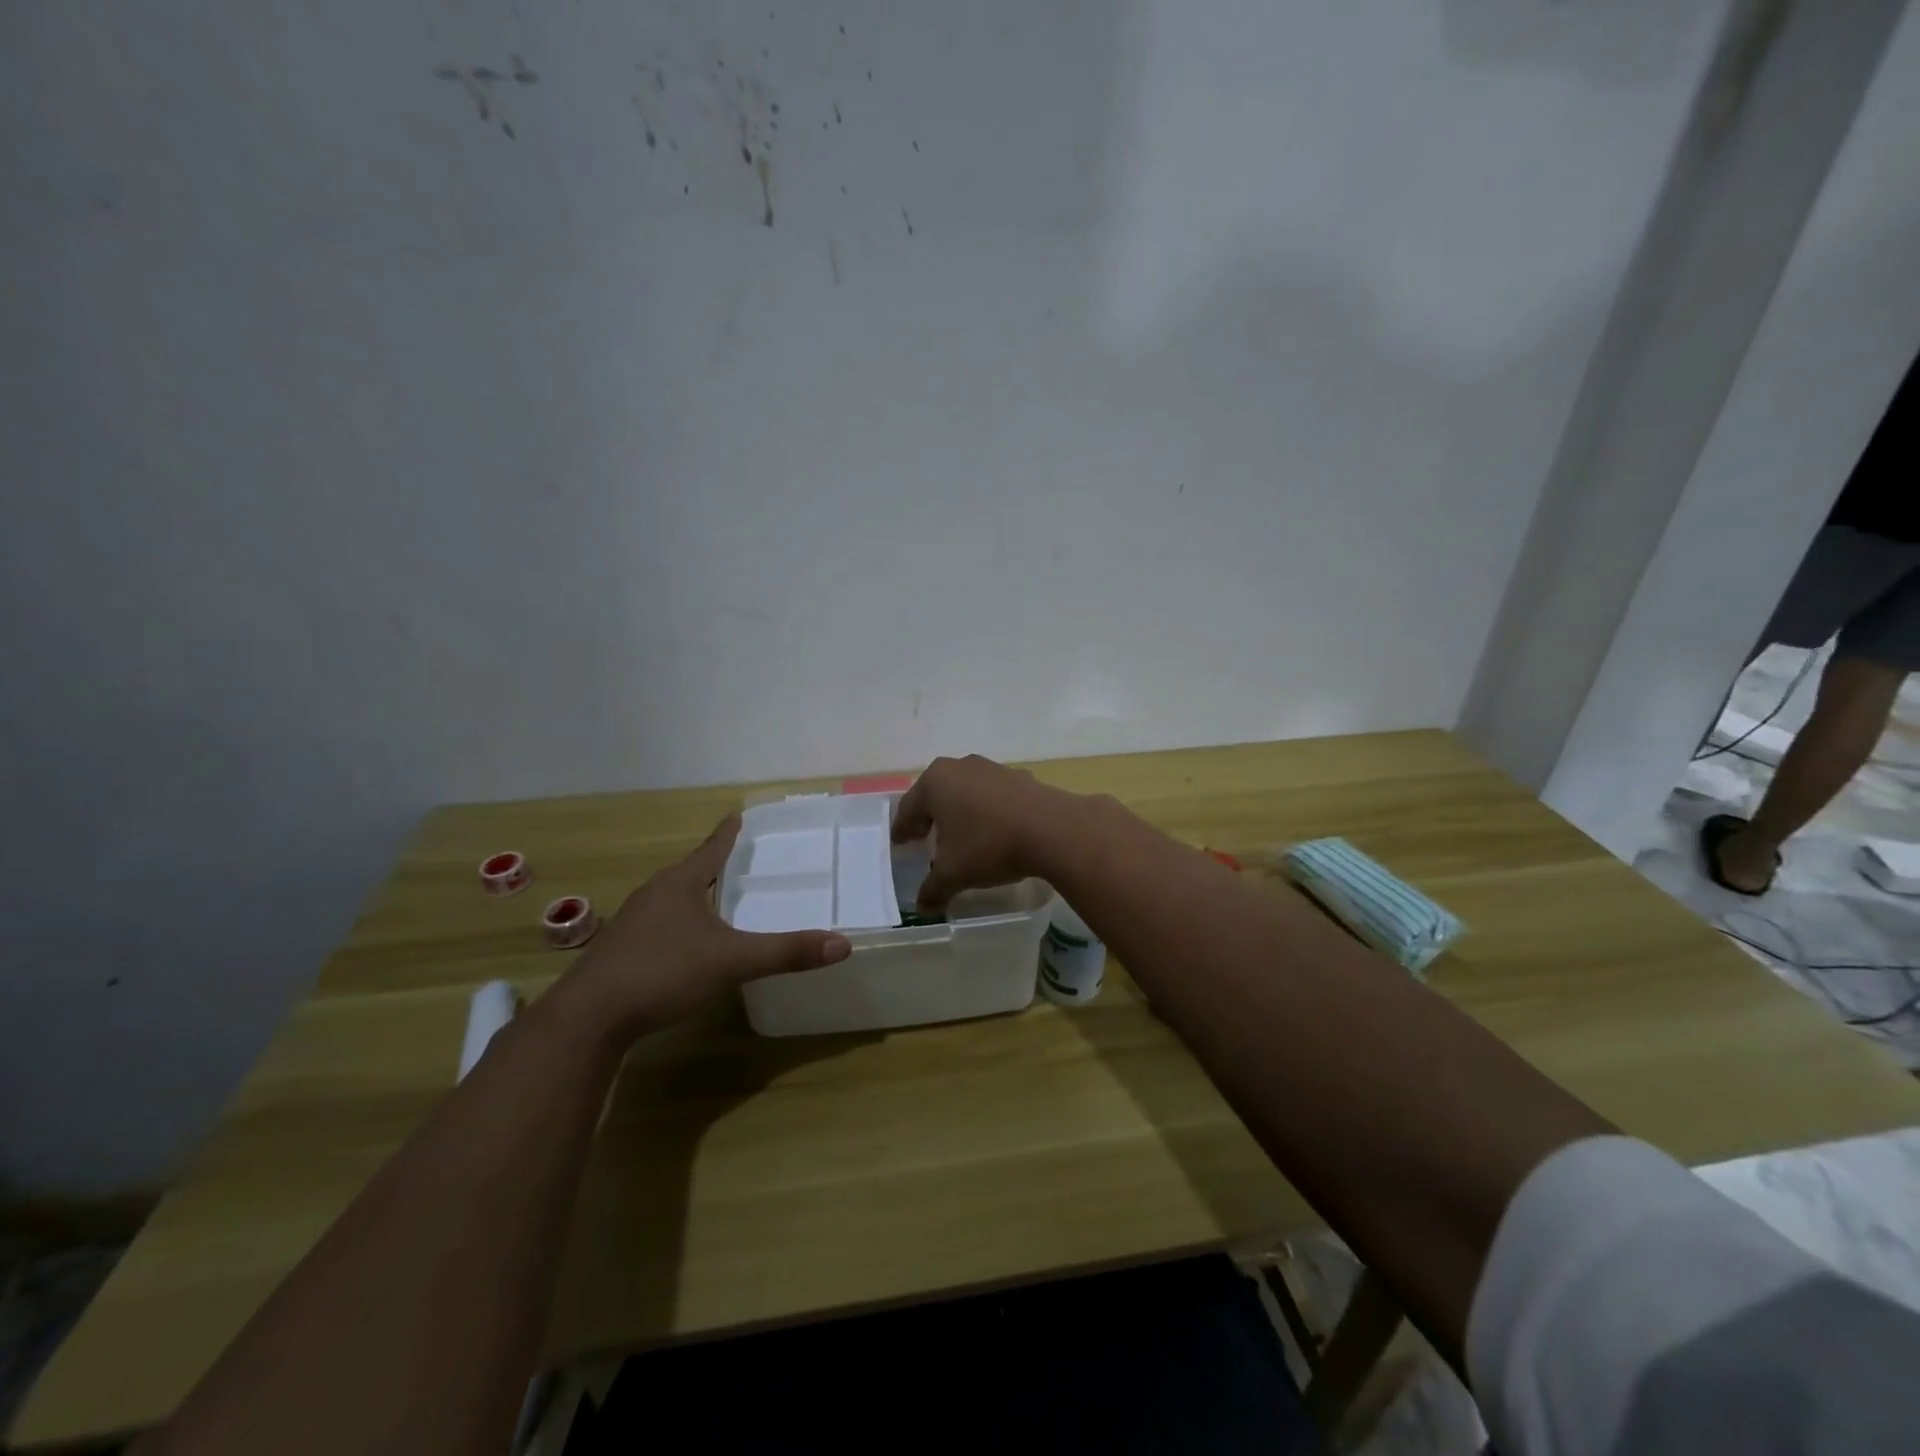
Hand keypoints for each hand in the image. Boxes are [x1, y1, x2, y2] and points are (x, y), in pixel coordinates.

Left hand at [556, 816, 849, 1042]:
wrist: (588, 1018)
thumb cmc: (662, 972)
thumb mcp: (731, 961)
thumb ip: (785, 952)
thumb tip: (842, 944)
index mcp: (680, 884)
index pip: (711, 849)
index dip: (728, 833)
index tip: (738, 814)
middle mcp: (654, 894)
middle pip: (690, 871)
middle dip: (714, 864)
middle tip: (741, 860)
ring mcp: (632, 922)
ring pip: (672, 899)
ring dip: (695, 895)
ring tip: (719, 899)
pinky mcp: (620, 951)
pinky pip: (659, 924)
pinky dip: (680, 923)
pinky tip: (688, 943)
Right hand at [891, 755, 1077, 912]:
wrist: (1052, 829)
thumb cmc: (989, 845)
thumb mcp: (953, 873)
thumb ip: (933, 889)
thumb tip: (922, 907)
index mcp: (935, 782)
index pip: (909, 808)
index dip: (902, 829)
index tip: (899, 842)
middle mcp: (960, 767)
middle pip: (936, 794)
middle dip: (929, 816)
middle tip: (922, 836)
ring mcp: (992, 768)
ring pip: (965, 791)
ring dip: (959, 811)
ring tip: (959, 834)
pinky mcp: (1019, 777)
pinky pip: (992, 796)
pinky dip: (986, 810)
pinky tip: (992, 830)